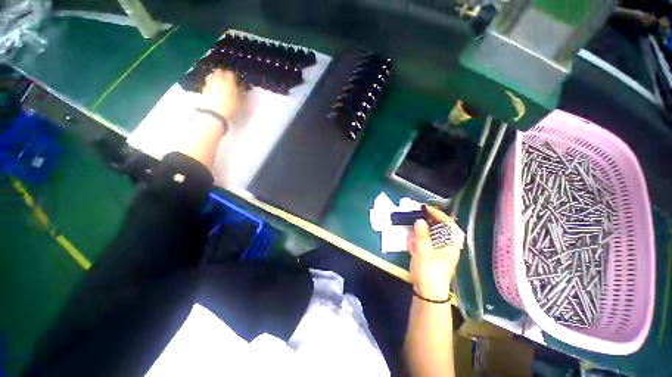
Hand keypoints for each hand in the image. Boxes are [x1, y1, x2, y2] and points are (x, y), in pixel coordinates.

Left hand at [201, 69, 239, 119]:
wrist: (214, 112)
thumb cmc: (230, 107)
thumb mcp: (239, 101)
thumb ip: (240, 93)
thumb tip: (241, 88)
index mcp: (229, 81)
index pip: (231, 73)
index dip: (233, 76)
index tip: (235, 80)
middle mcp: (218, 79)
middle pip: (219, 71)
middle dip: (223, 74)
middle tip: (226, 80)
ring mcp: (210, 83)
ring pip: (212, 76)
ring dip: (215, 78)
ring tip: (218, 84)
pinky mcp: (204, 88)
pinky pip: (208, 83)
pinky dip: (211, 84)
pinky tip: (213, 90)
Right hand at [408, 206, 462, 300]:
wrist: (427, 291)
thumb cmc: (429, 271)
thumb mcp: (424, 251)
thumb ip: (421, 235)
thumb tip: (419, 220)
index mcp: (451, 243)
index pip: (447, 223)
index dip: (437, 213)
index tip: (425, 208)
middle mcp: (446, 244)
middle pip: (439, 226)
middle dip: (427, 220)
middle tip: (415, 214)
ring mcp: (438, 249)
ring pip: (430, 233)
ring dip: (421, 229)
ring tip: (411, 226)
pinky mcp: (430, 253)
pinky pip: (425, 240)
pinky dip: (418, 237)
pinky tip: (411, 239)